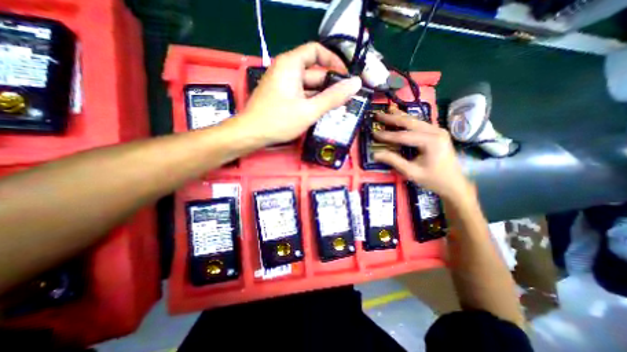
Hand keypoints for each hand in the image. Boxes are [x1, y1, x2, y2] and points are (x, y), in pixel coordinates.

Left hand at [240, 42, 363, 144]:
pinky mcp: (281, 96)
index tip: (345, 77)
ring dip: (322, 96)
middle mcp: (286, 70)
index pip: (316, 51)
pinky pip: (301, 94)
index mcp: (290, 65)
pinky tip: (321, 112)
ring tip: (337, 108)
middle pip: (314, 72)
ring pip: (308, 86)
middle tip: (345, 100)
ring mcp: (282, 84)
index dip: (333, 61)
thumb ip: (333, 97)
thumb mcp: (309, 110)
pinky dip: (311, 101)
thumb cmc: (279, 120)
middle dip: (330, 85)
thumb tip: (356, 84)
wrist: (251, 134)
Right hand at [371, 106, 469, 199]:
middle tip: (378, 115)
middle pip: (410, 122)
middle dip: (392, 118)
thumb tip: (375, 154)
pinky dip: (407, 121)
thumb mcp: (412, 172)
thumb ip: (394, 161)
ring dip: (400, 116)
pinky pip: (419, 124)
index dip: (387, 135)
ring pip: (415, 120)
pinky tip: (400, 117)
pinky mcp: (437, 133)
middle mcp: (436, 131)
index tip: (373, 133)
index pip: (403, 136)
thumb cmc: (433, 179)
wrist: (454, 183)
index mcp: (431, 141)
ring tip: (387, 111)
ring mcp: (438, 130)